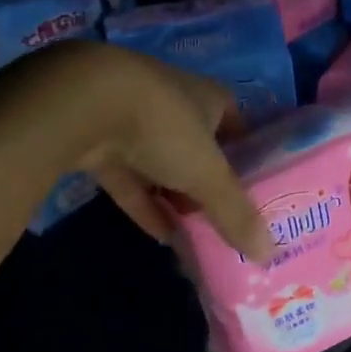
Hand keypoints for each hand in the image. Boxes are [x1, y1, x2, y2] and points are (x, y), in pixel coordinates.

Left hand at [7, 41, 272, 258]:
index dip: (247, 156)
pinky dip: (145, 205)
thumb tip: (268, 254)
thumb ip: (235, 213)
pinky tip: (161, 237)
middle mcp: (173, 104)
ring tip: (198, 235)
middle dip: (210, 183)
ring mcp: (132, 122)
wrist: (82, 104)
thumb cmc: (164, 126)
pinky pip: (129, 180)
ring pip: (162, 166)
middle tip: (227, 221)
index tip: (256, 190)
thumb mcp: (208, 174)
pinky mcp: (98, 142)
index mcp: (208, 97)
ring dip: (176, 198)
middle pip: (198, 148)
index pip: (237, 125)